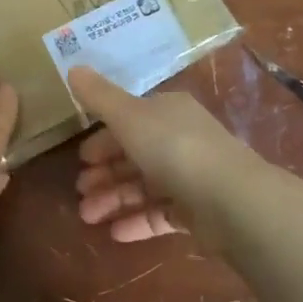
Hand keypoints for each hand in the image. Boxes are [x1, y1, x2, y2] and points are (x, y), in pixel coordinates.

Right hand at [68, 63, 264, 242]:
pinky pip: (161, 214)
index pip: (130, 120)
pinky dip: (137, 221)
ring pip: (145, 186)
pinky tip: (114, 233)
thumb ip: (99, 97)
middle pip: (136, 155)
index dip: (103, 138)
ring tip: (87, 217)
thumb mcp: (129, 116)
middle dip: (105, 173)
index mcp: (168, 113)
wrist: (229, 199)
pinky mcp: (198, 211)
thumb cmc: (174, 148)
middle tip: (79, 191)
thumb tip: (73, 68)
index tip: (81, 158)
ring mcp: (192, 177)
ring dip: (114, 199)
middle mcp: (181, 140)